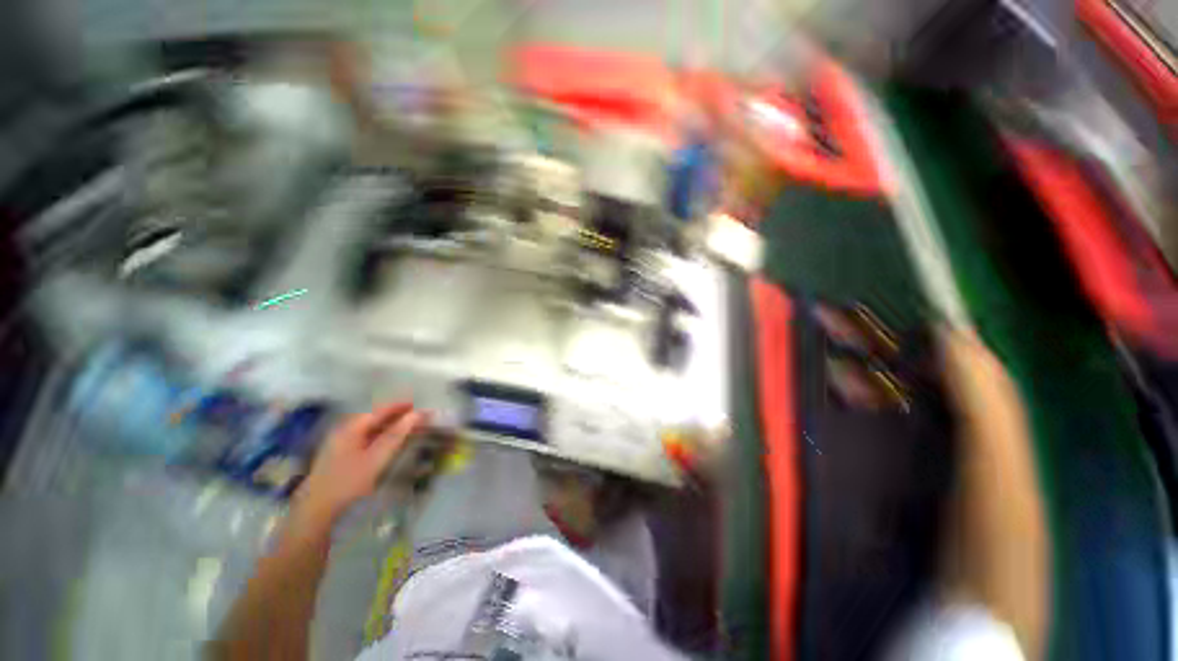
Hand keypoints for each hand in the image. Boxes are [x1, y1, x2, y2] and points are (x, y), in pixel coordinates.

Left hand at [293, 402, 428, 526]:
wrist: (315, 510)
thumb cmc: (348, 482)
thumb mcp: (376, 458)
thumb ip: (396, 435)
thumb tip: (417, 414)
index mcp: (352, 427)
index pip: (381, 410)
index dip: (400, 405)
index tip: (418, 403)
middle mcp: (345, 430)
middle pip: (375, 417)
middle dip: (397, 415)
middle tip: (417, 416)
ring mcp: (341, 442)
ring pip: (371, 427)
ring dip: (390, 425)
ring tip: (408, 427)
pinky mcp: (341, 454)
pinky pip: (366, 437)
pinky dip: (381, 435)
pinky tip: (389, 441)